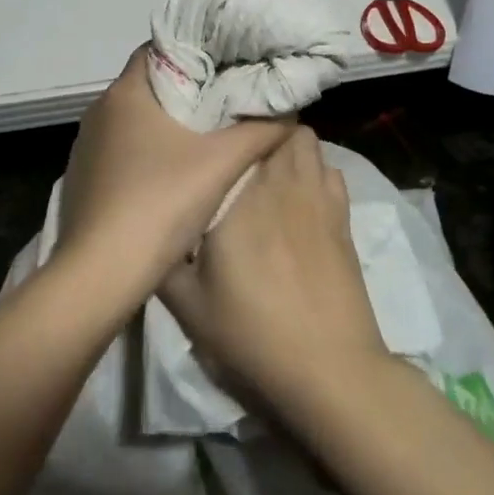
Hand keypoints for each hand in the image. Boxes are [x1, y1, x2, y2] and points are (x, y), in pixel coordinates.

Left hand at [55, 48, 293, 308]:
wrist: (100, 273)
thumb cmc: (159, 203)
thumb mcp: (221, 165)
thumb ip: (259, 131)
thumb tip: (290, 110)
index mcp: (124, 93)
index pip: (159, 50)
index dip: (194, 52)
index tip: (226, 62)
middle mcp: (99, 111)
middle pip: (149, 86)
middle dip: (187, 90)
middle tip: (228, 98)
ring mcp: (87, 147)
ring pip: (135, 120)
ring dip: (167, 124)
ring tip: (207, 135)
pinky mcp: (83, 178)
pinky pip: (121, 151)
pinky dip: (147, 152)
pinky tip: (172, 175)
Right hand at [159, 126, 389, 414]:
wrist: (329, 370)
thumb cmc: (252, 331)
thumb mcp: (188, 303)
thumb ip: (162, 259)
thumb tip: (149, 227)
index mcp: (241, 192)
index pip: (240, 130)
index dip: (227, 124)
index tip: (210, 130)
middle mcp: (282, 180)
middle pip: (281, 126)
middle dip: (260, 129)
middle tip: (235, 145)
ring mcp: (319, 197)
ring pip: (309, 143)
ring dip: (289, 145)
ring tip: (267, 164)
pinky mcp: (344, 219)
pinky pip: (331, 172)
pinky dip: (316, 171)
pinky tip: (300, 196)